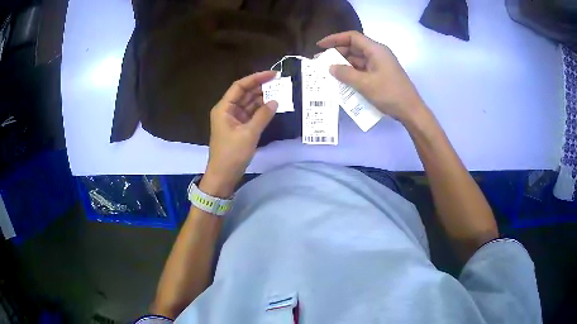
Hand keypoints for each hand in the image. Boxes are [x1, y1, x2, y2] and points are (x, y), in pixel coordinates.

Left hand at [201, 71, 277, 197]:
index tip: (273, 74)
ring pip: (248, 103)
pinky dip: (260, 110)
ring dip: (261, 98)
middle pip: (244, 93)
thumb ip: (263, 116)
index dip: (256, 78)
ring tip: (279, 93)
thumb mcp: (249, 134)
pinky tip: (272, 107)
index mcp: (224, 108)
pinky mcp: (238, 128)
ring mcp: (233, 119)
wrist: (223, 176)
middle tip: (279, 83)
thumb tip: (275, 101)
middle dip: (260, 87)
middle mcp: (227, 110)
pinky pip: (250, 114)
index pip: (240, 86)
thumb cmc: (232, 154)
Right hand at [317, 31, 427, 123]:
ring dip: (343, 65)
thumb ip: (346, 74)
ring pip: (358, 60)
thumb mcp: (365, 84)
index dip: (335, 39)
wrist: (411, 111)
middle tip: (321, 62)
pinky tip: (342, 81)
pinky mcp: (381, 75)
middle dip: (337, 53)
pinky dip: (352, 73)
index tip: (320, 46)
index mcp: (376, 50)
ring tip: (328, 73)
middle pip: (354, 48)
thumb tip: (331, 67)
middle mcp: (377, 54)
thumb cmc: (390, 94)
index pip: (352, 37)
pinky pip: (363, 70)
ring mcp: (380, 65)